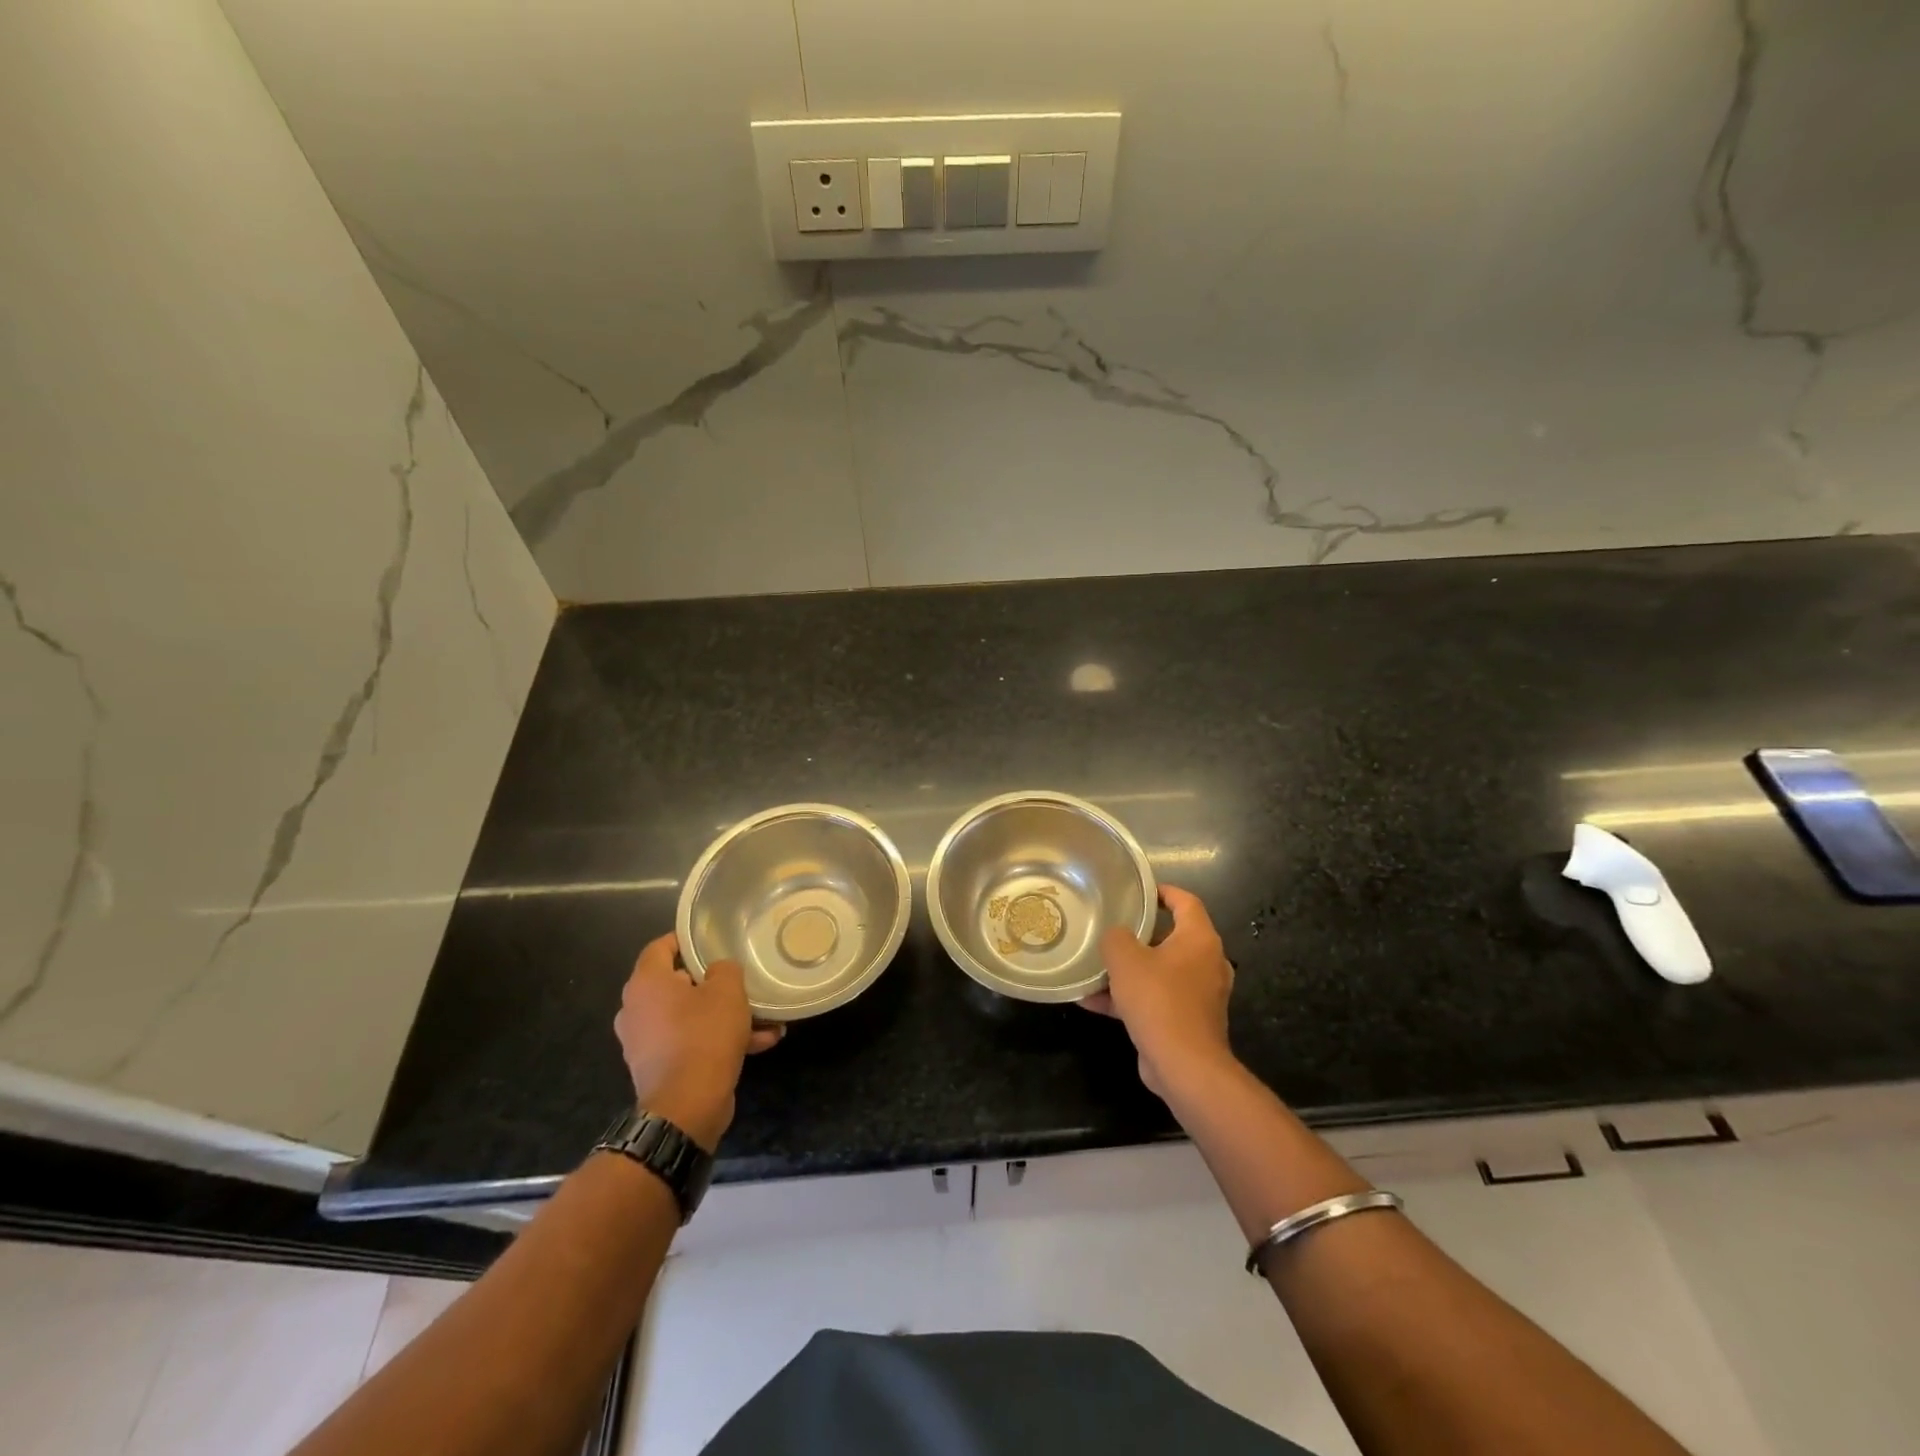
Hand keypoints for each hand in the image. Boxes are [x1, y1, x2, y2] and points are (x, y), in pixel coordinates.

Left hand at [613, 932, 782, 1151]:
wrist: (687, 1106)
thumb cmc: (703, 1036)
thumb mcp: (727, 990)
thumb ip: (724, 969)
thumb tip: (717, 971)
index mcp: (646, 984)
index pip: (659, 947)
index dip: (684, 939)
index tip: (710, 939)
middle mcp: (636, 1010)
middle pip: (676, 984)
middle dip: (712, 983)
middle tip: (740, 981)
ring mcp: (645, 1042)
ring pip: (689, 1017)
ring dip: (723, 1016)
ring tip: (763, 1019)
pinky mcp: (658, 1068)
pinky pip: (691, 1043)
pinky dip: (718, 1041)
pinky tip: (759, 1044)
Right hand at [1081, 885, 1235, 1098]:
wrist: (1184, 1066)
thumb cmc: (1158, 1000)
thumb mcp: (1125, 959)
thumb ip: (1116, 938)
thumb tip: (1116, 936)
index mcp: (1199, 940)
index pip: (1186, 901)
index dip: (1162, 891)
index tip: (1138, 890)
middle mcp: (1206, 963)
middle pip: (1171, 937)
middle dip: (1139, 934)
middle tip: (1112, 928)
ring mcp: (1200, 995)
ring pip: (1160, 971)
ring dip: (1129, 971)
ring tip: (1095, 968)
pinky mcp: (1188, 1021)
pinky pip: (1156, 1000)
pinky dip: (1129, 999)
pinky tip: (1092, 1003)